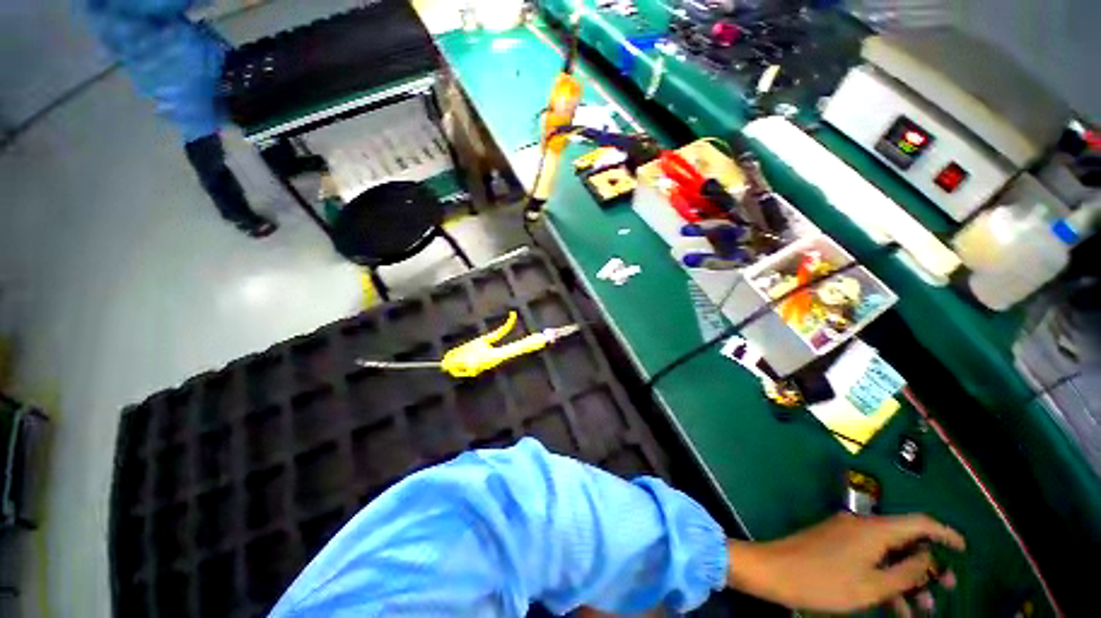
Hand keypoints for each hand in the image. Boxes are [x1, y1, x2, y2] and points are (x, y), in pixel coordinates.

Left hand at [727, 513, 964, 615]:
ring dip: (908, 579)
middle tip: (946, 589)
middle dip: (929, 565)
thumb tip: (930, 557)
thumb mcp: (872, 586)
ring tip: (924, 610)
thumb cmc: (824, 582)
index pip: (919, 522)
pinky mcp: (835, 544)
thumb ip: (906, 571)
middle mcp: (861, 525)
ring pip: (888, 554)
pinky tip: (895, 608)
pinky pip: (869, 559)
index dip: (945, 534)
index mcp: (873, 529)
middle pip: (905, 539)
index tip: (964, 550)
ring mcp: (846, 533)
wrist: (774, 571)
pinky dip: (885, 579)